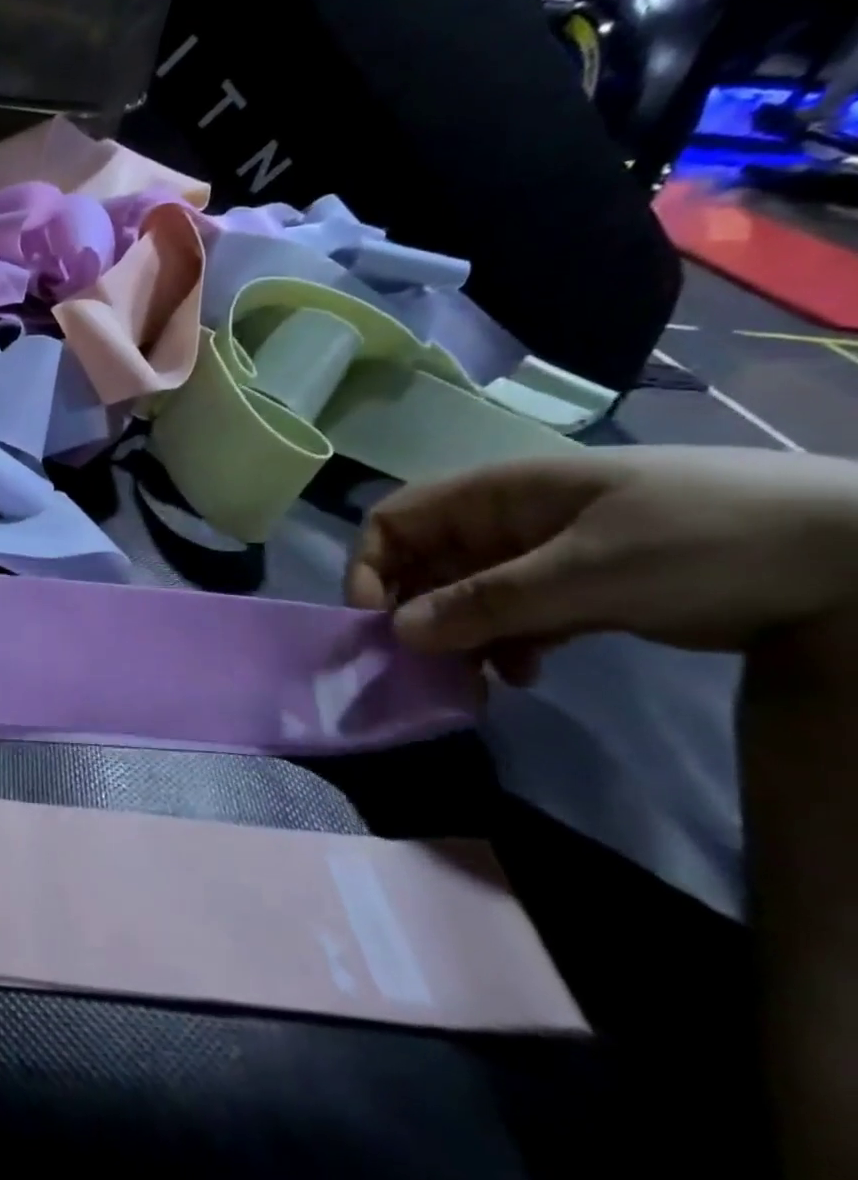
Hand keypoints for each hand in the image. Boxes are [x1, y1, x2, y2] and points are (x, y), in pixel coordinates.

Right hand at [345, 447, 857, 681]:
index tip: (379, 625)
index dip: (371, 567)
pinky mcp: (576, 590)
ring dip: (459, 639)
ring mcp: (540, 557)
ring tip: (477, 684)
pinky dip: (505, 646)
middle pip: (424, 564)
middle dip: (415, 615)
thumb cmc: (704, 537)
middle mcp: (504, 522)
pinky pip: (512, 618)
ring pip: (465, 597)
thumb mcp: (589, 572)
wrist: (852, 554)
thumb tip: (398, 631)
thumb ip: (487, 602)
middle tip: (426, 670)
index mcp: (494, 495)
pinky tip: (526, 674)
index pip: (394, 520)